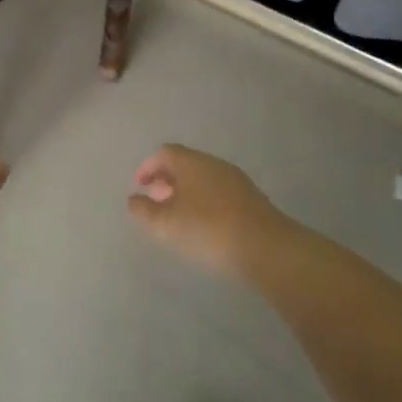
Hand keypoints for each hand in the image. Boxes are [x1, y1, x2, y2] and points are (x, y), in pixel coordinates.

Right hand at [127, 144, 291, 273]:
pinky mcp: (252, 200)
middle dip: (166, 180)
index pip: (164, 153)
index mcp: (192, 162)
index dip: (147, 167)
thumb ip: (144, 211)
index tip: (139, 186)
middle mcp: (215, 164)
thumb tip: (134, 200)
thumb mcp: (166, 224)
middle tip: (156, 201)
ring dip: (186, 192)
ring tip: (177, 217)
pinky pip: (219, 193)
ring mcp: (236, 181)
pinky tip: (203, 226)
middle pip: (185, 164)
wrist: (267, 249)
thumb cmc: (208, 230)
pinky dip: (204, 202)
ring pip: (203, 179)